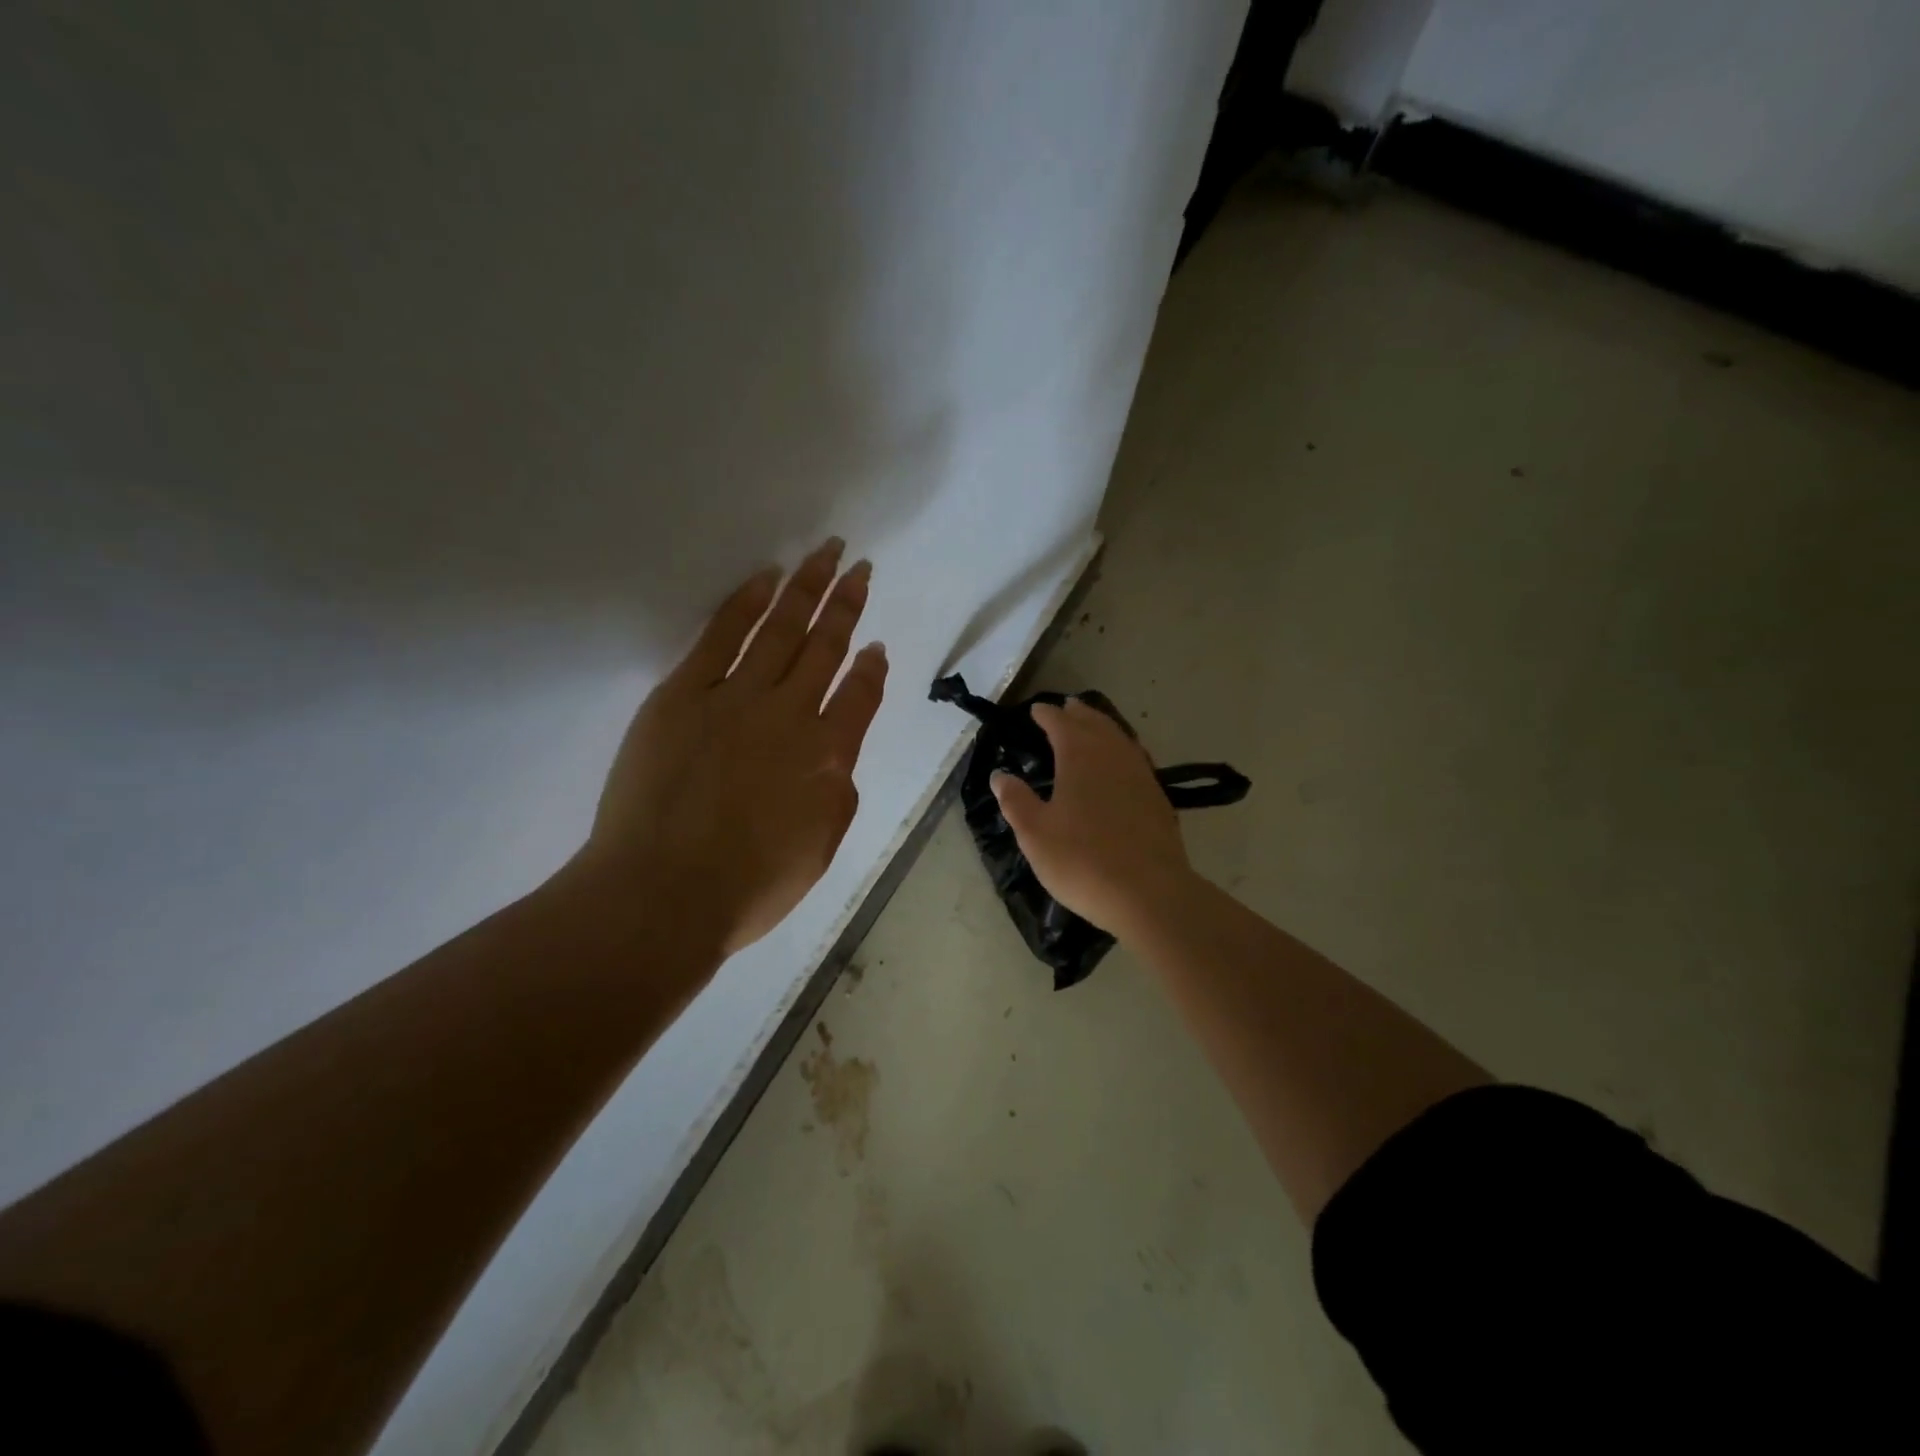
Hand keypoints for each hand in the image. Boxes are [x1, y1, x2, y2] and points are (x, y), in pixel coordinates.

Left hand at [581, 539, 887, 956]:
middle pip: (826, 647)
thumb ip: (836, 796)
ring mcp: (736, 697)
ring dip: (807, 587)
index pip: (860, 697)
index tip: (876, 647)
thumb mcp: (818, 851)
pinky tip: (768, 577)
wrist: (662, 893)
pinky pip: (722, 636)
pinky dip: (747, 603)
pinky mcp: (683, 693)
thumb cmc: (747, 887)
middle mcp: (790, 715)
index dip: (872, 668)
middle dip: (847, 605)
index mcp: (827, 757)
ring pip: (782, 629)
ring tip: (827, 553)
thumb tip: (835, 760)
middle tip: (861, 568)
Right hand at [990, 698, 1197, 937]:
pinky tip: (1120, 763)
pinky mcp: (1158, 796)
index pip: (1061, 724)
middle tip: (1066, 707)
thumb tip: (1000, 775)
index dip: (1047, 715)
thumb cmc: (1082, 860)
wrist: (1149, 892)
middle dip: (1078, 714)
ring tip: (1092, 726)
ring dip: (1103, 727)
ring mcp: (1140, 774)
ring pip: (1119, 737)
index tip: (1036, 711)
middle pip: (1095, 723)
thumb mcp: (1036, 834)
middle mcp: (1112, 755)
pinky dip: (1122, 749)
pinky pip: (1135, 758)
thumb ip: (1016, 801)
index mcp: (1079, 756)